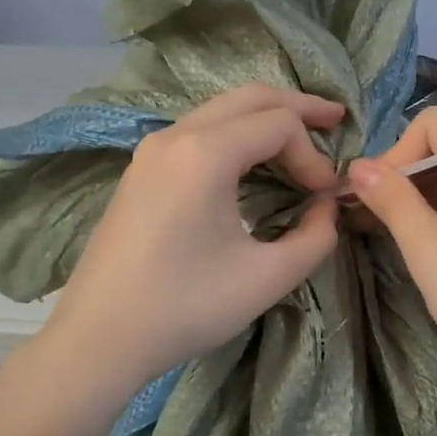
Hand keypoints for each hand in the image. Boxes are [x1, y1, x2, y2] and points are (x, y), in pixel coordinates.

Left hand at [35, 84, 343, 399]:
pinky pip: (197, 133)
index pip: (279, 125)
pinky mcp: (140, 172)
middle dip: (297, 108)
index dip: (313, 156)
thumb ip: (315, 238)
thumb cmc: (185, 307)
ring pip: (219, 111)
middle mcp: (175, 136)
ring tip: (300, 140)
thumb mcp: (267, 278)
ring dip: (263, 121)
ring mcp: (151, 151)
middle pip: (249, 98)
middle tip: (336, 120)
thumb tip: (327, 209)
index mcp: (205, 153)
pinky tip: (252, 164)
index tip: (326, 199)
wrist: (100, 337)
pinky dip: (234, 137)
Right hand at [349, 107, 436, 412]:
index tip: (370, 200)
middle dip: (406, 179)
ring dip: (424, 202)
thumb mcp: (434, 255)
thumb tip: (357, 167)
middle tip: (369, 222)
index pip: (433, 125)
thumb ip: (394, 203)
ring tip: (392, 239)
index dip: (394, 155)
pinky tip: (429, 250)